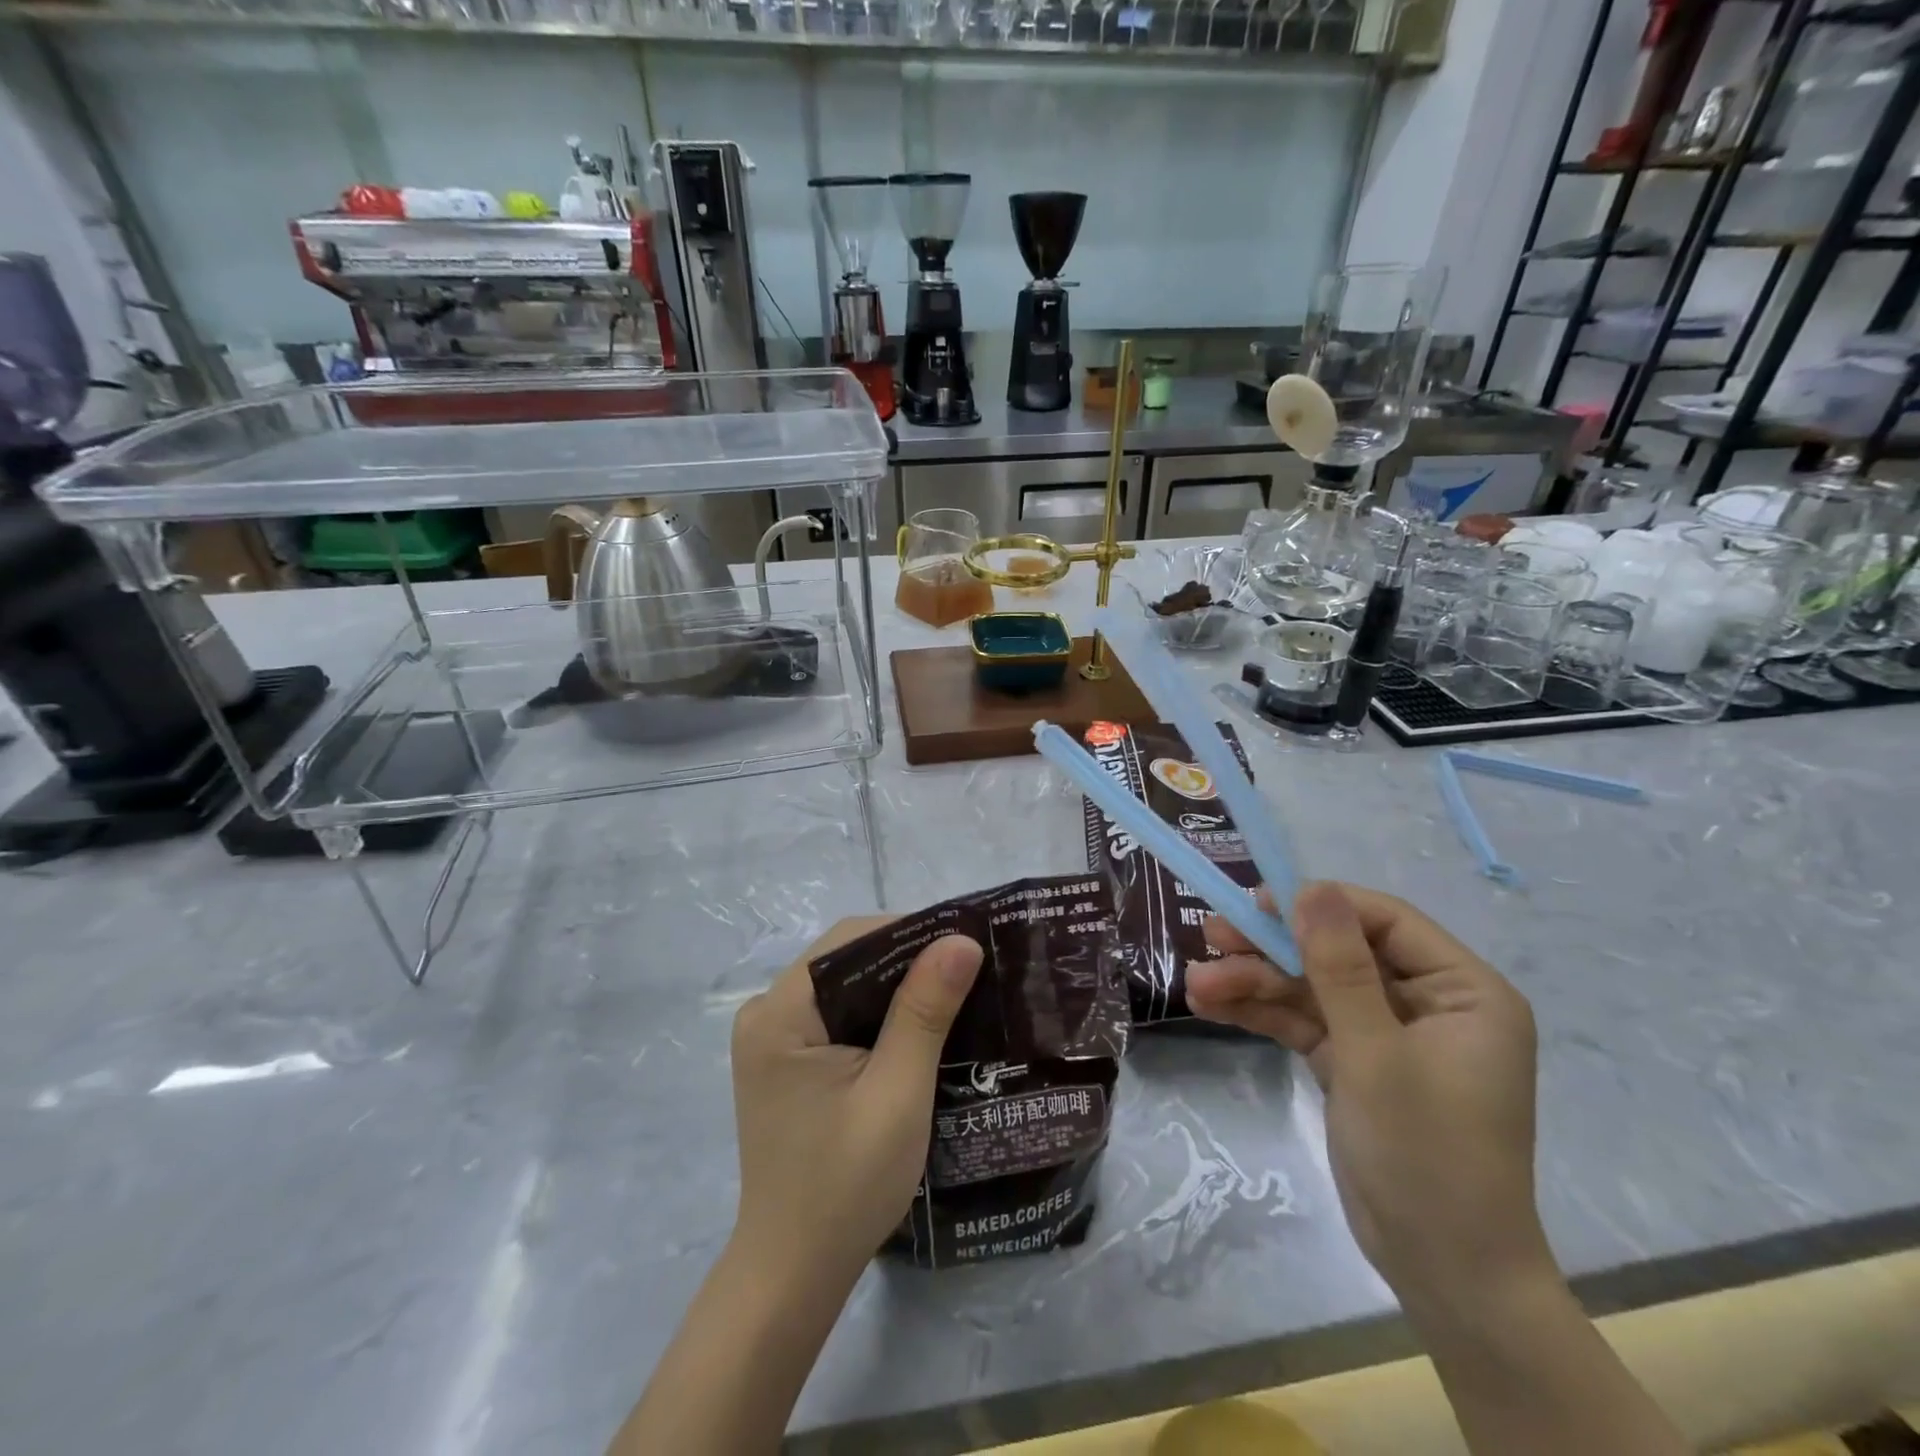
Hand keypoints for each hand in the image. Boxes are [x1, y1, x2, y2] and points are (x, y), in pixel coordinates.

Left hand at [728, 920, 983, 1288]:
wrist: (794, 1272)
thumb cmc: (846, 1185)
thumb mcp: (897, 1092)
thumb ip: (924, 1011)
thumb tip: (961, 940)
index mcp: (780, 1012)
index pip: (850, 941)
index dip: (910, 932)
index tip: (965, 941)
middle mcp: (767, 1012)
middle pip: (846, 959)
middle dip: (907, 957)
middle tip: (968, 966)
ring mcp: (772, 1038)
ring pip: (845, 985)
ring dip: (896, 986)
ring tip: (954, 989)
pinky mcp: (785, 1060)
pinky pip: (837, 1013)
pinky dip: (877, 1013)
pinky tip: (917, 1024)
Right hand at [1184, 882, 1550, 1311]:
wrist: (1442, 1272)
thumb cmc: (1427, 1155)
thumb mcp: (1376, 1054)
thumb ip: (1340, 968)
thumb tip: (1312, 888)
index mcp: (1463, 991)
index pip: (1385, 922)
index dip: (1320, 905)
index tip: (1257, 902)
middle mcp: (1427, 1003)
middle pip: (1338, 952)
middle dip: (1272, 949)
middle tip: (1211, 936)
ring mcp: (1386, 1032)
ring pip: (1312, 987)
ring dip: (1254, 984)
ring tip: (1195, 985)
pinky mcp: (1355, 1061)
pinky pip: (1305, 1022)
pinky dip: (1262, 1015)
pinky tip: (1211, 1006)